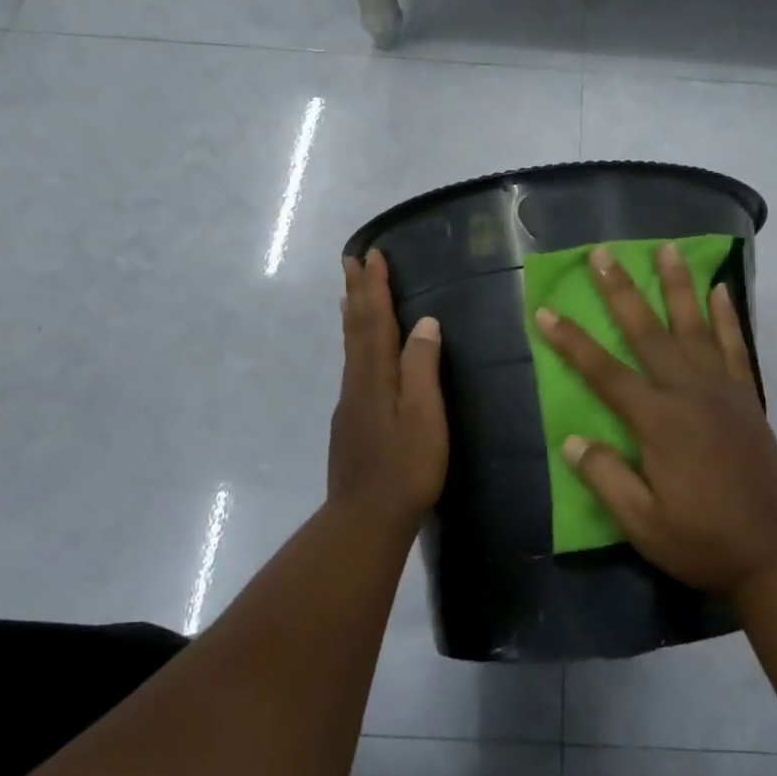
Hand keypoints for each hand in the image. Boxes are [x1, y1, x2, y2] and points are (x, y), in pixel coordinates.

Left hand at [328, 249, 447, 529]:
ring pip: (351, 346)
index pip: (375, 320)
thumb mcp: (424, 416)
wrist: (365, 519)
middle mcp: (357, 382)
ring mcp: (351, 402)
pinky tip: (360, 349)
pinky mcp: (352, 421)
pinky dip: (355, 341)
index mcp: (376, 376)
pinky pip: (353, 364)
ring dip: (352, 314)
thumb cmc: (405, 467)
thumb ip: (422, 368)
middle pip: (355, 327)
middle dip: (356, 292)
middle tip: (351, 260)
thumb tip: (425, 323)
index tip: (372, 256)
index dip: (375, 288)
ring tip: (350, 293)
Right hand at [534, 243, 776, 596]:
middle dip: (621, 291)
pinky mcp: (747, 397)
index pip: (604, 373)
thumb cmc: (703, 541)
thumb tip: (573, 440)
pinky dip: (727, 316)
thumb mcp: (643, 524)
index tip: (545, 311)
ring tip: (666, 249)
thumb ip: (606, 478)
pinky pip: (735, 346)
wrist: (775, 552)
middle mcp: (689, 393)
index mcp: (658, 422)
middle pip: (648, 333)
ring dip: (677, 285)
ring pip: (694, 326)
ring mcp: (723, 390)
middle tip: (603, 254)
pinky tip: (720, 290)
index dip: (572, 342)